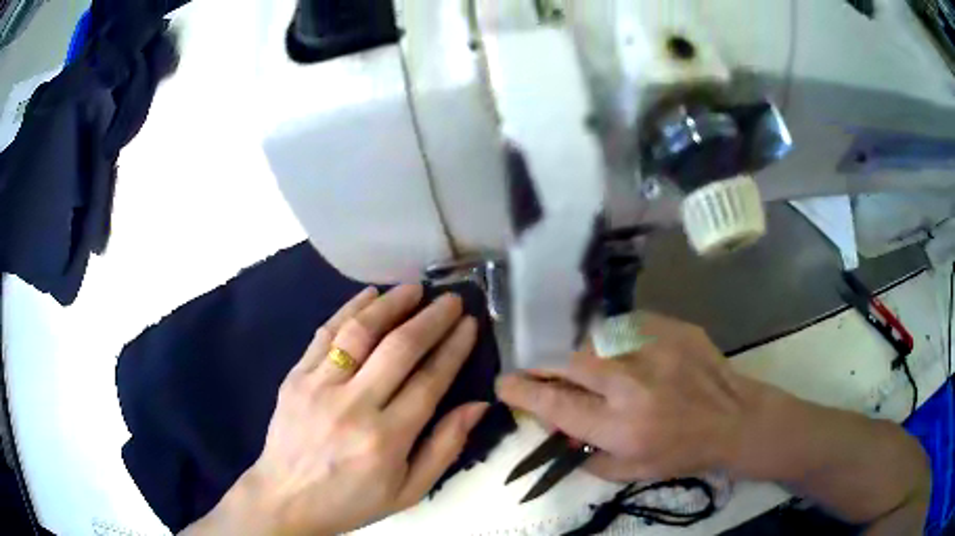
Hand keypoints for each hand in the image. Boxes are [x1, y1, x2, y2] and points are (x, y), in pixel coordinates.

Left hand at [186, 285, 488, 535]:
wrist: (286, 498)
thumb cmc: (351, 500)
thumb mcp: (409, 491)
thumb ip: (445, 448)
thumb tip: (478, 405)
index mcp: (386, 439)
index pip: (429, 381)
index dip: (453, 348)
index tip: (469, 324)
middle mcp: (353, 406)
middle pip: (399, 348)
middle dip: (431, 319)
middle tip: (451, 300)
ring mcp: (318, 387)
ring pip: (359, 332)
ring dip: (391, 304)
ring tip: (414, 288)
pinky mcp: (295, 377)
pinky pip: (325, 334)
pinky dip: (349, 309)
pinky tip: (369, 295)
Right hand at [496, 313, 755, 481]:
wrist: (734, 419)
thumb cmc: (682, 452)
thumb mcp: (631, 471)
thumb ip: (586, 454)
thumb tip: (555, 427)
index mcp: (622, 427)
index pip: (557, 405)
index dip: (524, 393)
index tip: (504, 384)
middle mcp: (633, 384)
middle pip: (570, 361)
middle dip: (545, 364)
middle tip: (538, 368)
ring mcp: (654, 349)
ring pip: (595, 338)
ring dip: (580, 352)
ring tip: (588, 365)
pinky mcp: (671, 328)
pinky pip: (626, 326)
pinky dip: (614, 339)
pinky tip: (624, 352)